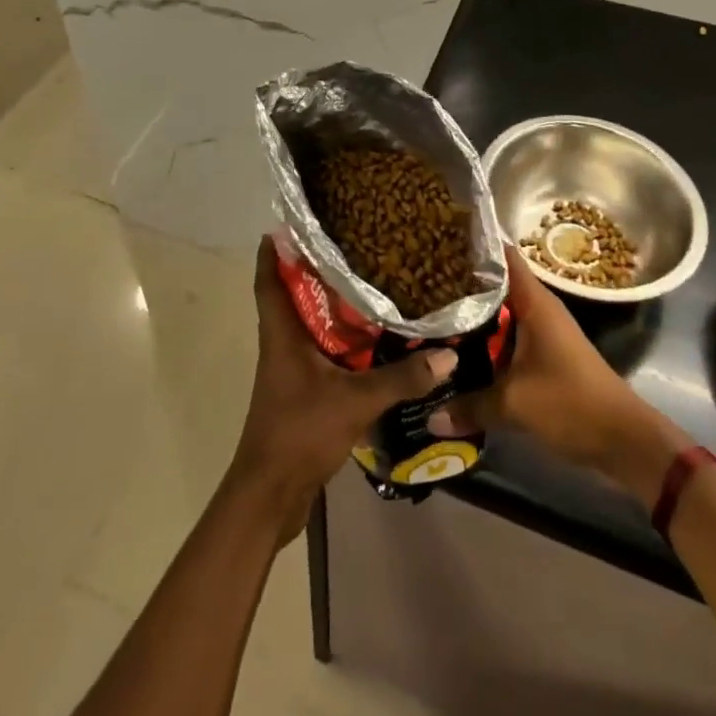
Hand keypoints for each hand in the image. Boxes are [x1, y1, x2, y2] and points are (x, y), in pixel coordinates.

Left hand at [228, 233, 454, 544]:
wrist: (270, 493)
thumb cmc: (300, 431)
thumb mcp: (355, 400)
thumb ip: (400, 378)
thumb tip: (447, 354)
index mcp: (281, 332)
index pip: (268, 277)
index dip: (274, 249)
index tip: (294, 222)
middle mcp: (281, 343)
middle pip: (291, 294)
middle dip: (315, 269)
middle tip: (350, 245)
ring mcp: (289, 368)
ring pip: (307, 322)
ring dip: (329, 304)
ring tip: (367, 281)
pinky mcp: (300, 389)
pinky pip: (319, 350)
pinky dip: (338, 338)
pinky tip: (369, 339)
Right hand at [433, 246, 690, 497]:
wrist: (625, 441)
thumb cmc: (571, 404)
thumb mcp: (514, 405)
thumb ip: (469, 406)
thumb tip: (429, 417)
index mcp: (534, 302)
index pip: (502, 255)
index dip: (472, 244)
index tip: (439, 239)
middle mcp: (538, 309)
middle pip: (495, 284)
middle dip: (461, 283)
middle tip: (420, 280)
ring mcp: (543, 333)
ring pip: (500, 313)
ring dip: (472, 314)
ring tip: (430, 310)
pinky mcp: (544, 356)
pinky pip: (507, 337)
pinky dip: (485, 339)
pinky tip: (458, 348)